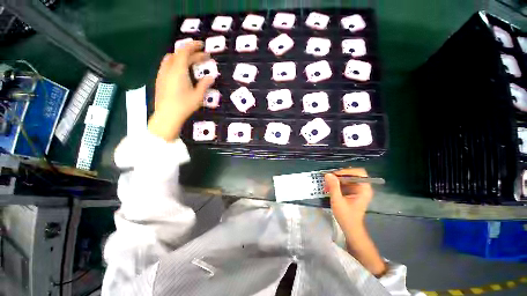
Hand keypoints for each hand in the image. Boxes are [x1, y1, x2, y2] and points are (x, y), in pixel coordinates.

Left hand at [148, 41, 214, 140]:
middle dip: (191, 53)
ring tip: (191, 61)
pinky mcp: (160, 80)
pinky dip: (175, 63)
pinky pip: (167, 65)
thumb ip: (204, 84)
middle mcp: (169, 68)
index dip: (193, 46)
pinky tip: (180, 70)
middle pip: (179, 55)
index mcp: (178, 70)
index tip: (202, 45)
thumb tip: (211, 77)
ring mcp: (162, 74)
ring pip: (171, 59)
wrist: (167, 116)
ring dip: (182, 57)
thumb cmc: (184, 105)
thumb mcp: (198, 96)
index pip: (185, 52)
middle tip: (203, 57)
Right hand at [325, 168, 373, 233]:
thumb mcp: (338, 201)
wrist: (350, 228)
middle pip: (351, 174)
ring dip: (336, 180)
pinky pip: (344, 183)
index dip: (347, 171)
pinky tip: (329, 188)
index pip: (359, 173)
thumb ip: (334, 187)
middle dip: (339, 176)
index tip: (335, 175)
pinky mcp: (352, 192)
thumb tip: (328, 174)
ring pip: (346, 178)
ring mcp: (357, 190)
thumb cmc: (346, 216)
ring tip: (326, 184)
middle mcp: (362, 187)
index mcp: (364, 189)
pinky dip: (336, 184)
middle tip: (328, 179)